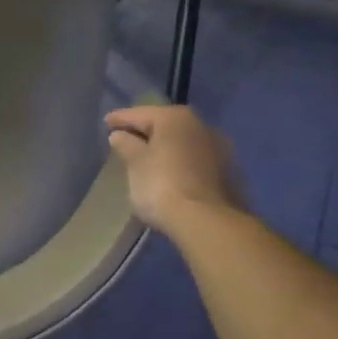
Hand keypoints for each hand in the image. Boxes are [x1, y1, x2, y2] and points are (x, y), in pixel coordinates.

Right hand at [105, 104, 246, 239]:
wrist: (209, 224)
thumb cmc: (163, 185)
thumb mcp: (135, 163)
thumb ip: (126, 145)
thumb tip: (120, 135)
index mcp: (175, 118)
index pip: (139, 114)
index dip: (120, 119)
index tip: (106, 123)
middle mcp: (201, 126)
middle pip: (165, 127)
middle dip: (146, 133)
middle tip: (126, 141)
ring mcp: (220, 150)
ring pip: (183, 144)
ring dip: (167, 150)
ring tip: (149, 161)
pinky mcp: (231, 175)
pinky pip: (196, 163)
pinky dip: (182, 165)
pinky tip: (172, 177)